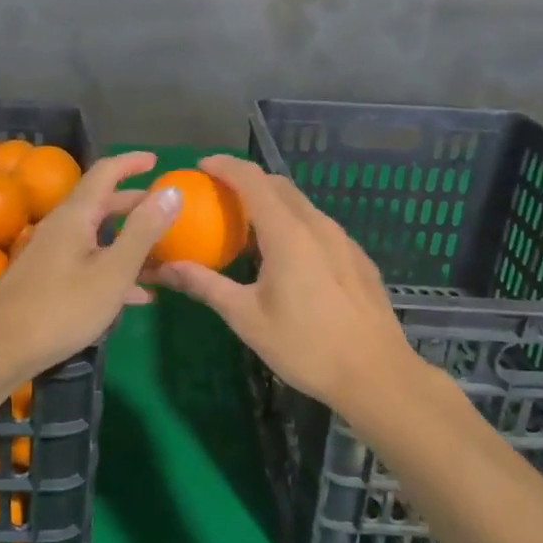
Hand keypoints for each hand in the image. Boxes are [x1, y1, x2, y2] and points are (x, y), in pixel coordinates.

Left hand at [0, 151, 181, 385]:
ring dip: (129, 241)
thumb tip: (171, 190)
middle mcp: (61, 227)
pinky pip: (88, 263)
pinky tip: (138, 295)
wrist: (0, 348)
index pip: (105, 173)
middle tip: (167, 211)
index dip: (131, 163)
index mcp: (75, 216)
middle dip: (136, 205)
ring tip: (162, 254)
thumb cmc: (62, 308)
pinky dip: (114, 269)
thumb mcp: (113, 271)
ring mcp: (51, 254)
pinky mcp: (48, 280)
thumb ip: (143, 231)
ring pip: (97, 236)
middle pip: (102, 204)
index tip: (157, 160)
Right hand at [154, 155, 419, 410]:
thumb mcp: (246, 318)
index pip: (252, 180)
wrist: (377, 375)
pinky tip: (285, 255)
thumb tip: (165, 268)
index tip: (200, 167)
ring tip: (247, 225)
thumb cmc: (305, 346)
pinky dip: (293, 223)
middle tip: (217, 196)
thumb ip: (205, 285)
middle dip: (246, 181)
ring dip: (271, 202)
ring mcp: (343, 240)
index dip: (225, 166)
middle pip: (278, 186)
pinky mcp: (357, 258)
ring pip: (301, 205)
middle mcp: (318, 226)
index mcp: (288, 233)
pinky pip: (318, 225)